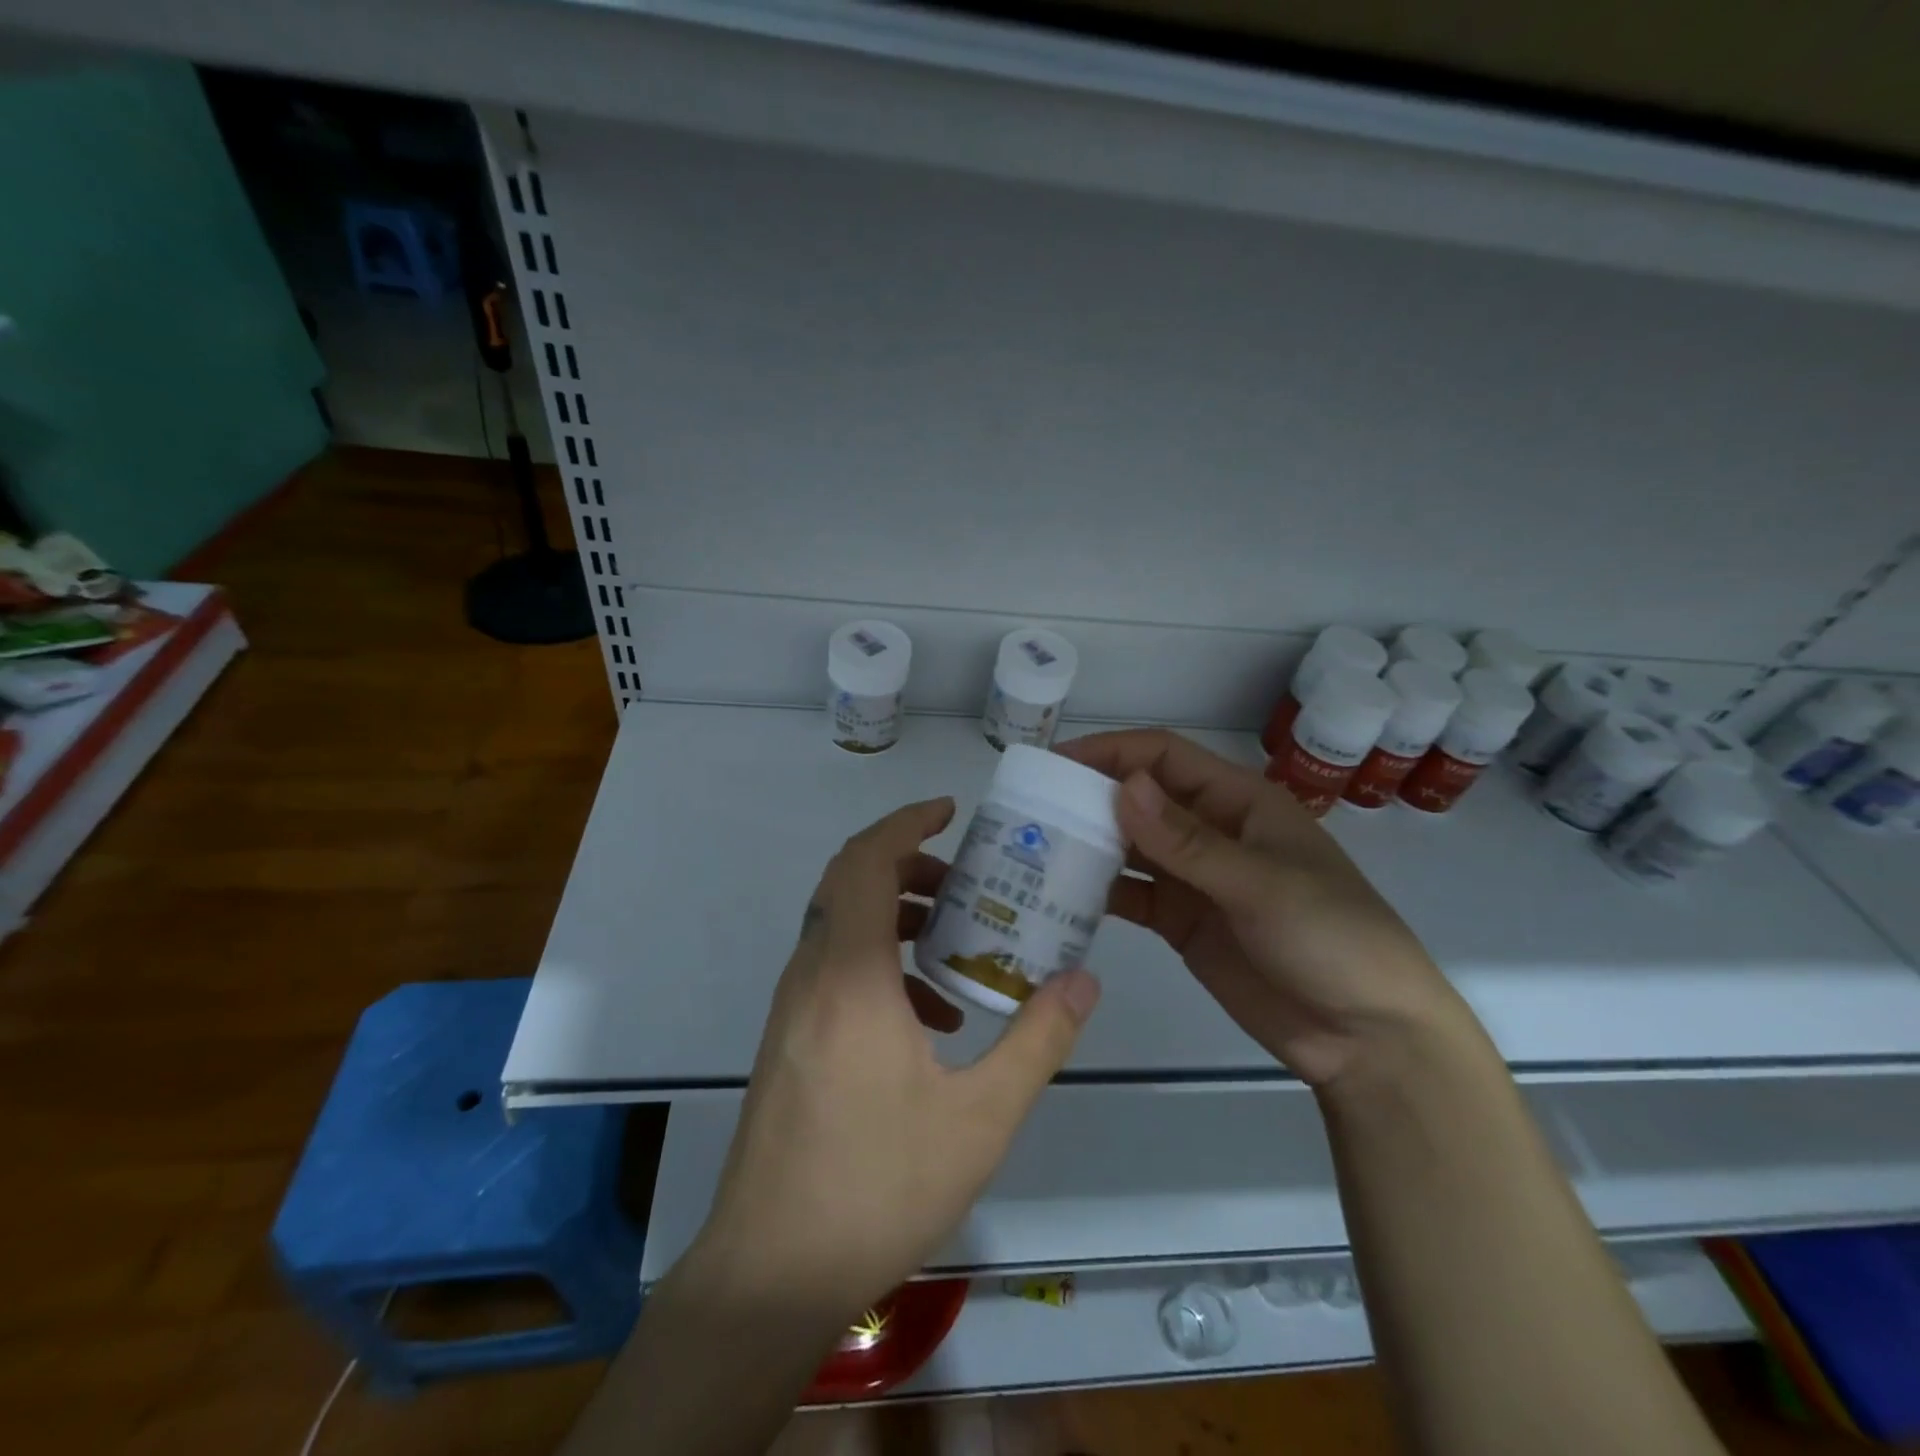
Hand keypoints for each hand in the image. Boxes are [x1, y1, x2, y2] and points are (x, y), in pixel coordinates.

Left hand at [692, 797, 1101, 1316]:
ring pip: (841, 925)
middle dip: (909, 866)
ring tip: (957, 945)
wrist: (770, 1273)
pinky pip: (835, 970)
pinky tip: (929, 1020)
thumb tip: (1082, 979)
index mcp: (850, 976)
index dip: (904, 823)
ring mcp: (792, 1008)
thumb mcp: (980, 1118)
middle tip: (965, 881)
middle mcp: (811, 976)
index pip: (865, 862)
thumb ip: (1037, 1040)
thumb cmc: (877, 1187)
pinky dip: (880, 964)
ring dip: (896, 916)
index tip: (949, 812)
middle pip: (850, 883)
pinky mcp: (788, 1039)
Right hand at [1060, 730, 1469, 1087]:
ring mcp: (1194, 879)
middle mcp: (1210, 831)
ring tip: (1032, 850)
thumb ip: (1188, 842)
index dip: (1109, 753)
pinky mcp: (1182, 922)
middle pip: (1139, 799)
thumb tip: (1124, 787)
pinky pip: (1132, 896)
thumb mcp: (1262, 884)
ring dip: (1087, 845)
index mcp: (1237, 802)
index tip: (1053, 763)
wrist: (1367, 1037)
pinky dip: (1098, 893)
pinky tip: (1059, 897)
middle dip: (1088, 798)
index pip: (1162, 758)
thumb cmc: (1331, 939)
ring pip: (1129, 847)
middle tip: (1028, 810)